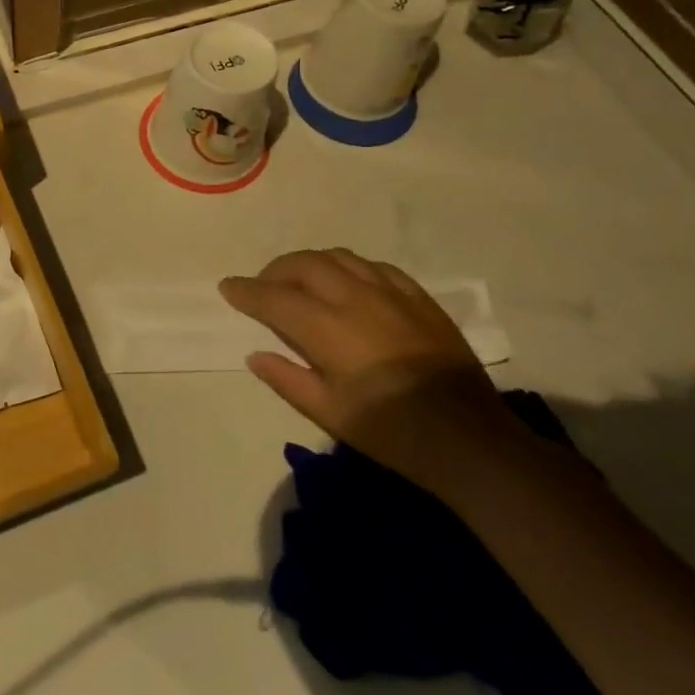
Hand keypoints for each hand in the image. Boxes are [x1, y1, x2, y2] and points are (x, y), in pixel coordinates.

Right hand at [220, 249, 524, 492]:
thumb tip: (255, 354)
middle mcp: (355, 298)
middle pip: (304, 264)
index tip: (227, 287)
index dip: (246, 291)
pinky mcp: (418, 297)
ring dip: (309, 263)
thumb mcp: (329, 413)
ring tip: (299, 280)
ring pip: (338, 257)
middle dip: (274, 270)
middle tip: (262, 287)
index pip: (274, 297)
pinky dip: (347, 267)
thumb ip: (287, 379)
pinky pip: (373, 266)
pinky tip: (346, 283)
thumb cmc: (390, 431)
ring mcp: (390, 293)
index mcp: (328, 328)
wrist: (467, 437)